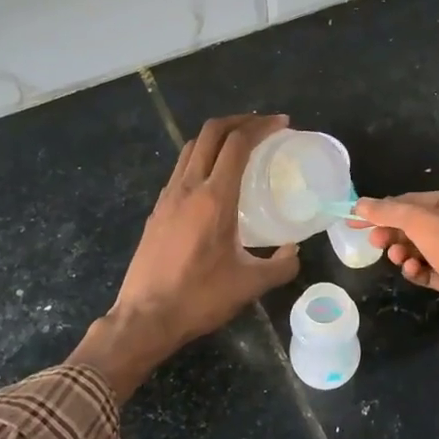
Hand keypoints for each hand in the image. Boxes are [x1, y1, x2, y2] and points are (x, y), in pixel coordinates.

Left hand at [72, 115, 300, 398]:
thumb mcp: (250, 285)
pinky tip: (214, 180)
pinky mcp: (157, 210)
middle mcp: (188, 187)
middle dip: (239, 121)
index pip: (237, 143)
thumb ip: (280, 266)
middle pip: (211, 133)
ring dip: (217, 137)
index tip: (282, 125)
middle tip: (263, 126)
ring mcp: (168, 197)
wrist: (145, 317)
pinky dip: (202, 158)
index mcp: (214, 198)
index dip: (261, 126)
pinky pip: (181, 169)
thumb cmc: (200, 298)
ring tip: (240, 147)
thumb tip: (294, 252)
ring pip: (191, 148)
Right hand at [353, 189, 438, 345]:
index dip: (384, 210)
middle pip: (421, 224)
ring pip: (427, 248)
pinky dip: (421, 271)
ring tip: (399, 261)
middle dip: (396, 233)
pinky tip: (413, 274)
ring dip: (407, 253)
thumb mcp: (422, 223)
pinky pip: (436, 270)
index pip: (416, 200)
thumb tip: (359, 203)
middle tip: (374, 244)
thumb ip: (389, 212)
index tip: (357, 221)